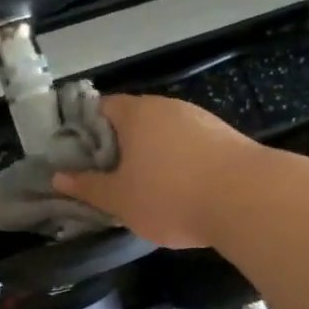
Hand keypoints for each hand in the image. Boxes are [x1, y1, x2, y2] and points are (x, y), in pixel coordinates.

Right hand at [53, 94, 264, 247]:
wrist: (250, 200)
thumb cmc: (171, 196)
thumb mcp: (120, 200)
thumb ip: (88, 187)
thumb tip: (58, 177)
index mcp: (136, 113)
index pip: (100, 108)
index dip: (84, 130)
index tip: (78, 157)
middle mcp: (167, 107)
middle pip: (132, 119)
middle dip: (117, 145)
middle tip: (107, 177)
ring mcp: (200, 120)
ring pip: (162, 133)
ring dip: (150, 155)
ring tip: (143, 187)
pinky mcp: (225, 138)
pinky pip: (189, 145)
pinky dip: (178, 162)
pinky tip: (180, 189)